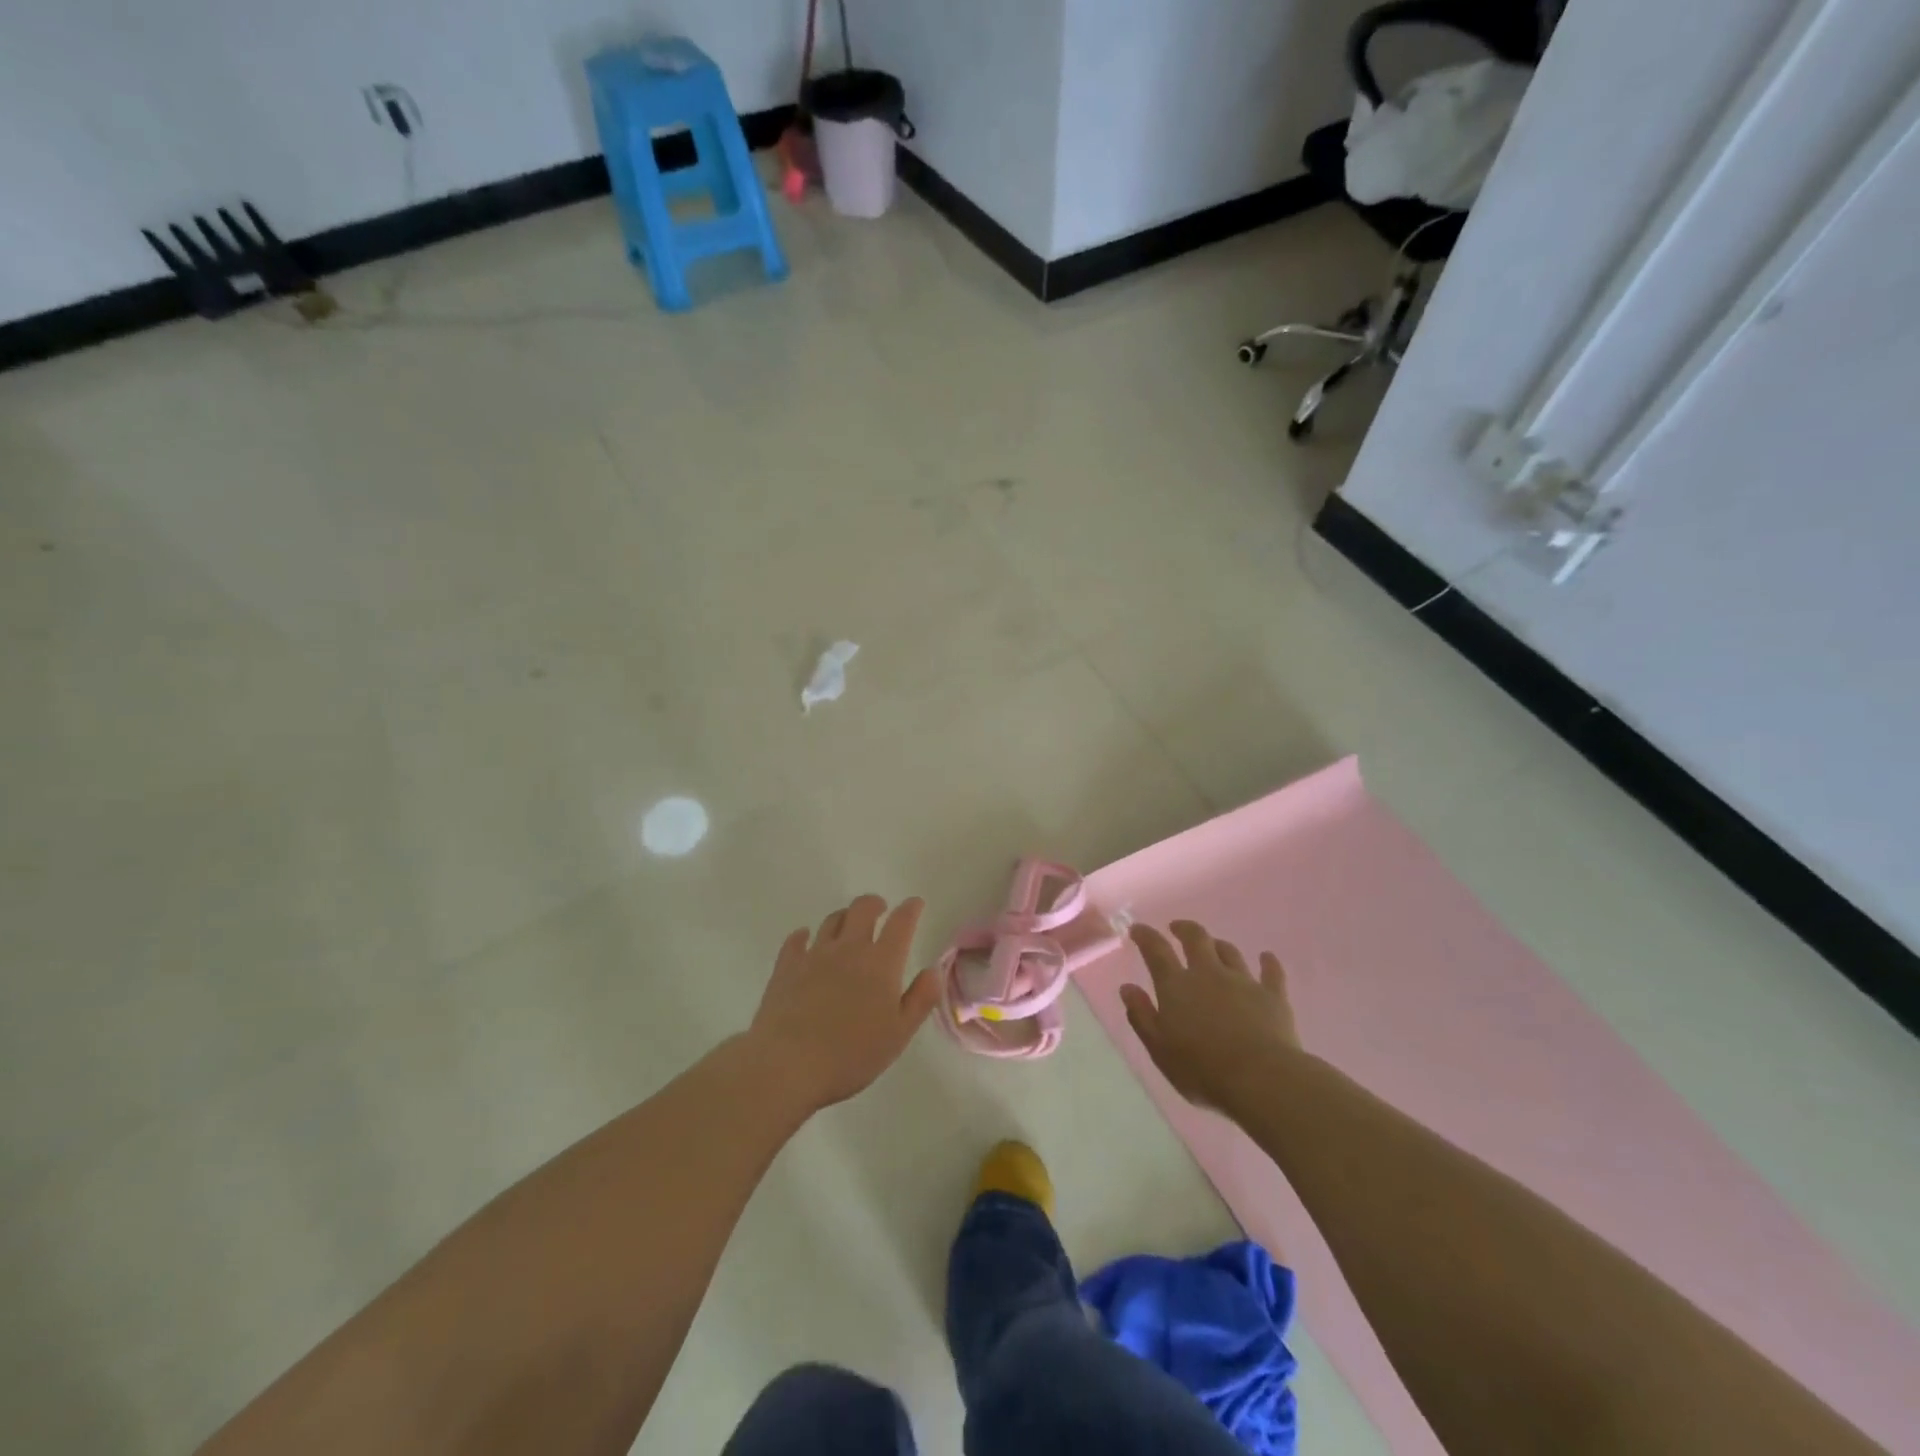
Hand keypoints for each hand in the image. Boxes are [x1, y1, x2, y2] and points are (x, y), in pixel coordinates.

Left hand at [748, 895, 941, 1110]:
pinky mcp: (786, 966)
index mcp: (881, 963)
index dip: (910, 909)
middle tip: (880, 909)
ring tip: (848, 925)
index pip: (901, 923)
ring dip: (844, 917)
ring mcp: (815, 955)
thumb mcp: (899, 1034)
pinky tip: (805, 940)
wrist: (789, 1064)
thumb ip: (921, 999)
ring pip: (832, 920)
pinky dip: (804, 935)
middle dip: (874, 904)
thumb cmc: (851, 1054)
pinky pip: (796, 940)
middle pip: (862, 909)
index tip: (915, 903)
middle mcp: (849, 948)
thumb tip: (933, 970)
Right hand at [1120, 921, 1301, 1109]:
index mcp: (1177, 985)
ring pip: (1229, 952)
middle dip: (1184, 929)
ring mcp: (1243, 981)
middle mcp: (1208, 973)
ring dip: (1219, 945)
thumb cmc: (1201, 1068)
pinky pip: (1271, 972)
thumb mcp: (1159, 1048)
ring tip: (1213, 946)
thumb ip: (1141, 1015)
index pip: (1156, 950)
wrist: (1261, 1079)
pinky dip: (1268, 962)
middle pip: (1196, 939)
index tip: (1137, 929)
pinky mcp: (1273, 996)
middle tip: (1177, 928)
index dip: (1145, 936)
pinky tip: (1267, 957)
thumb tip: (1127, 987)